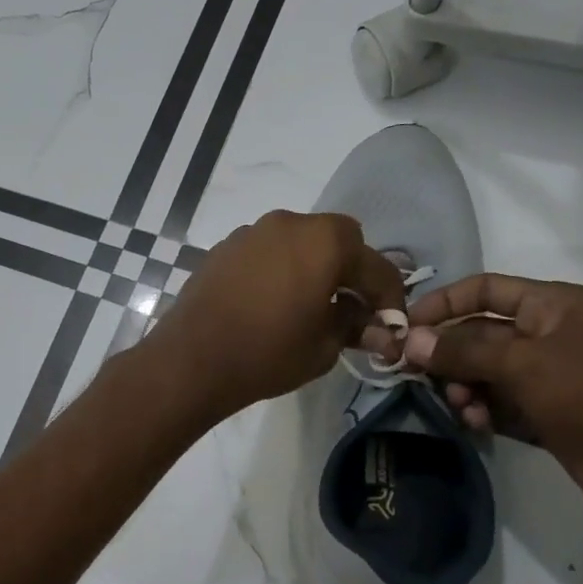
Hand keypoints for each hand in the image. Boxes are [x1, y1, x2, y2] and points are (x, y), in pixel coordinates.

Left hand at [149, 211, 405, 422]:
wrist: (191, 360)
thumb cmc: (267, 354)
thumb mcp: (323, 348)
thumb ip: (353, 327)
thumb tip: (372, 325)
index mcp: (324, 241)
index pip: (375, 265)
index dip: (390, 297)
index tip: (391, 323)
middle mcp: (289, 223)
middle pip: (337, 239)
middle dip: (351, 270)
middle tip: (351, 308)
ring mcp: (251, 232)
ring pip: (298, 242)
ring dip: (312, 266)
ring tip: (308, 306)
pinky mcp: (224, 248)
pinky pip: (266, 252)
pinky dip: (279, 269)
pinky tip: (271, 302)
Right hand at [382, 274, 582, 519]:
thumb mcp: (522, 364)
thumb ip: (462, 350)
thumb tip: (410, 341)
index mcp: (553, 305)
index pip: (486, 289)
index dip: (444, 302)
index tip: (406, 326)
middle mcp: (547, 334)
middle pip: (479, 333)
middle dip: (448, 354)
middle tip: (416, 374)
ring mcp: (546, 375)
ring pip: (484, 371)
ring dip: (463, 386)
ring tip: (459, 406)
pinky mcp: (543, 411)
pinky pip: (497, 402)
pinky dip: (481, 409)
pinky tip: (474, 424)